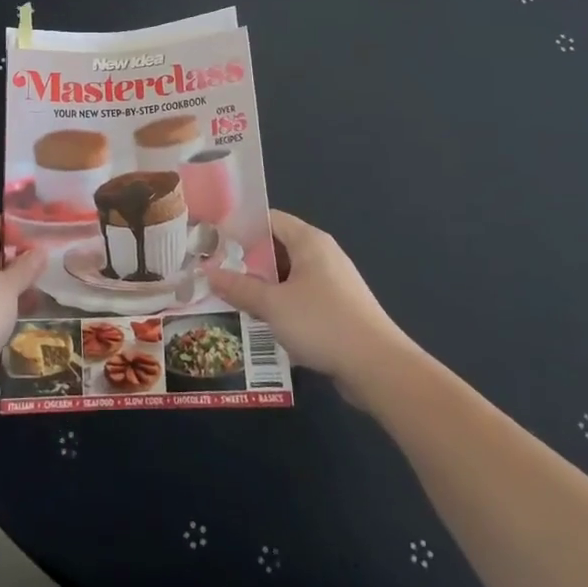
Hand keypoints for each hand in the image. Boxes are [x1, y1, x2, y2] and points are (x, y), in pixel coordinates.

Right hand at [209, 210, 412, 386]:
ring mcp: (333, 283)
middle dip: (247, 260)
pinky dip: (281, 304)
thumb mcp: (273, 305)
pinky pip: (301, 297)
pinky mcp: (338, 309)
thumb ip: (239, 288)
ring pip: (288, 276)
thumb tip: (208, 273)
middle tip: (216, 271)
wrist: (379, 367)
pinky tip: (261, 322)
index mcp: (309, 241)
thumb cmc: (323, 323)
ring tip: (231, 297)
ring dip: (263, 286)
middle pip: (277, 247)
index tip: (213, 241)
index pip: (269, 218)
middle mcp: (323, 255)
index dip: (240, 226)